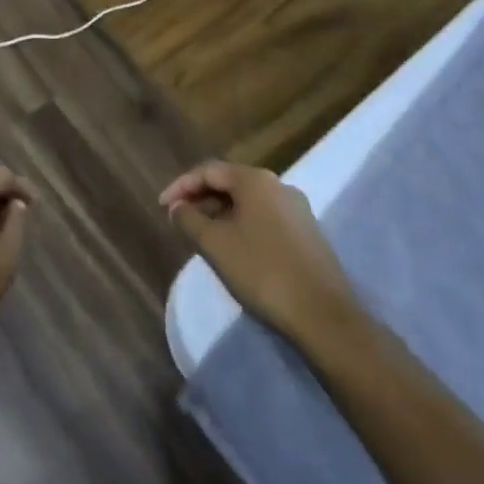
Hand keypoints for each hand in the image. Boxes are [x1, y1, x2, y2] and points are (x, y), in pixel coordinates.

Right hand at [161, 160, 356, 343]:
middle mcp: (278, 185)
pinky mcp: (306, 231)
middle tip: (179, 220)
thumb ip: (190, 219)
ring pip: (248, 201)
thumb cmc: (261, 271)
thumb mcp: (215, 244)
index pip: (209, 170)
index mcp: (255, 180)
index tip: (162, 207)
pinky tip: (232, 247)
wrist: (321, 313)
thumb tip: (178, 206)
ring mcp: (296, 208)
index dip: (181, 185)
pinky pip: (264, 216)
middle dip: (201, 198)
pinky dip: (241, 223)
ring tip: (201, 235)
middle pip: (230, 182)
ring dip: (220, 212)